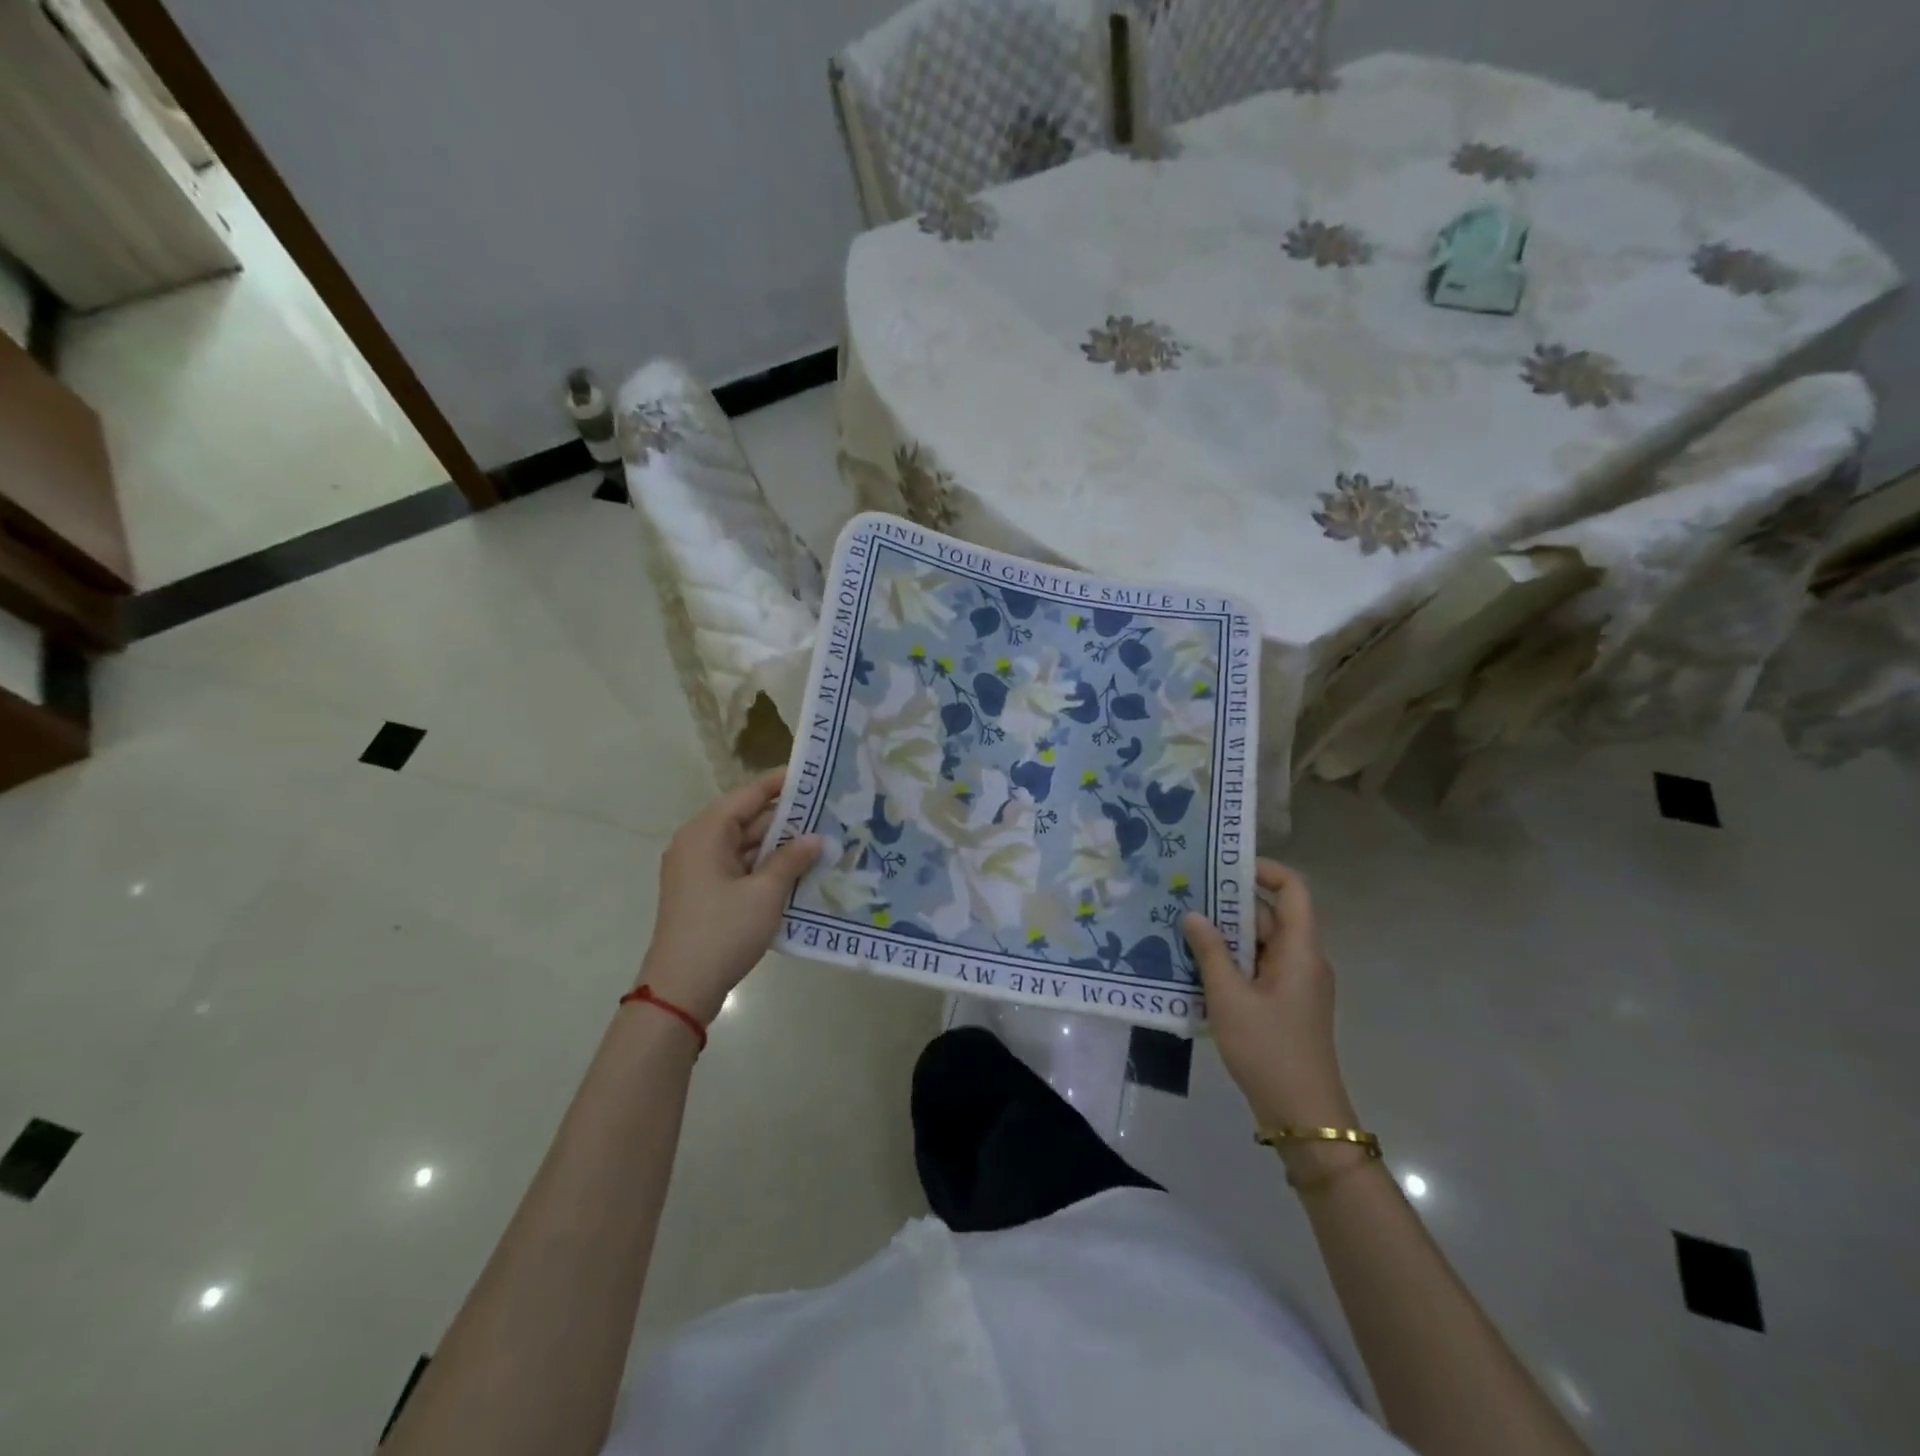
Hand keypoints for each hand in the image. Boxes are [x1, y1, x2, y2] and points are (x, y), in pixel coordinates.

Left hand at [636, 769, 821, 1024]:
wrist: (681, 989)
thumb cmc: (722, 931)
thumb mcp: (765, 893)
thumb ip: (791, 860)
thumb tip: (814, 838)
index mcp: (706, 833)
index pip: (748, 795)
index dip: (781, 784)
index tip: (815, 775)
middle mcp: (698, 844)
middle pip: (747, 819)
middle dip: (787, 819)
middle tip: (829, 813)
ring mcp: (699, 871)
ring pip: (746, 846)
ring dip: (780, 846)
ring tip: (822, 841)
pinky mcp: (705, 894)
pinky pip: (740, 868)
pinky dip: (766, 867)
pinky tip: (799, 872)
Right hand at [1183, 861, 1356, 1132]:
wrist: (1302, 1115)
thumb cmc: (1268, 1049)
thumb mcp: (1229, 997)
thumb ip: (1209, 952)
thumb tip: (1193, 914)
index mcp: (1300, 950)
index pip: (1293, 890)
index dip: (1264, 870)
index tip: (1222, 866)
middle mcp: (1302, 959)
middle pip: (1269, 915)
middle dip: (1229, 904)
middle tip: (1185, 895)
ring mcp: (1295, 983)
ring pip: (1259, 943)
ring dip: (1225, 935)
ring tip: (1181, 926)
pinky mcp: (1284, 1004)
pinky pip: (1257, 968)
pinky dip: (1230, 961)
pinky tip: (1195, 965)